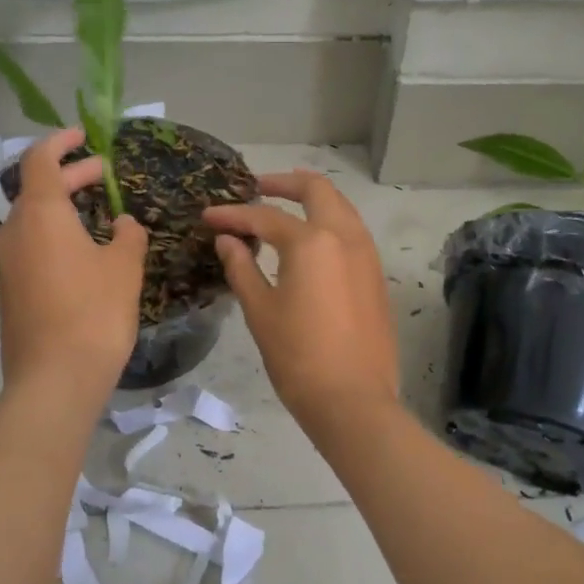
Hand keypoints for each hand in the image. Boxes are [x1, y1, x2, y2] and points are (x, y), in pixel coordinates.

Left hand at [0, 128, 147, 411]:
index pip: (40, 160)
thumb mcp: (124, 267)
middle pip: (36, 189)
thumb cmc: (95, 312)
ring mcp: (7, 263)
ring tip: (98, 211)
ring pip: (33, 220)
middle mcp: (14, 232)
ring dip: (63, 207)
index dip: (62, 142)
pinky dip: (55, 234)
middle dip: (70, 176)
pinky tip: (84, 251)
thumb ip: (128, 236)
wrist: (55, 379)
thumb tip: (123, 224)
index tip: (85, 136)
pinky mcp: (10, 290)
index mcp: (40, 214)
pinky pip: (31, 246)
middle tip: (103, 174)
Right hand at [203, 171, 398, 427]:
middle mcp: (345, 236)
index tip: (208, 216)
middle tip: (256, 188)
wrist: (353, 400)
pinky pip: (351, 232)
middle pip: (317, 189)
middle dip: (284, 182)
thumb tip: (227, 240)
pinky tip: (308, 242)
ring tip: (282, 210)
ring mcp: (367, 255)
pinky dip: (328, 223)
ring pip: (340, 207)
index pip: (265, 217)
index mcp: (313, 241)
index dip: (233, 215)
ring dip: (311, 200)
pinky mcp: (376, 275)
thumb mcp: (260, 311)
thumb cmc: (298, 357)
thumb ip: (242, 267)